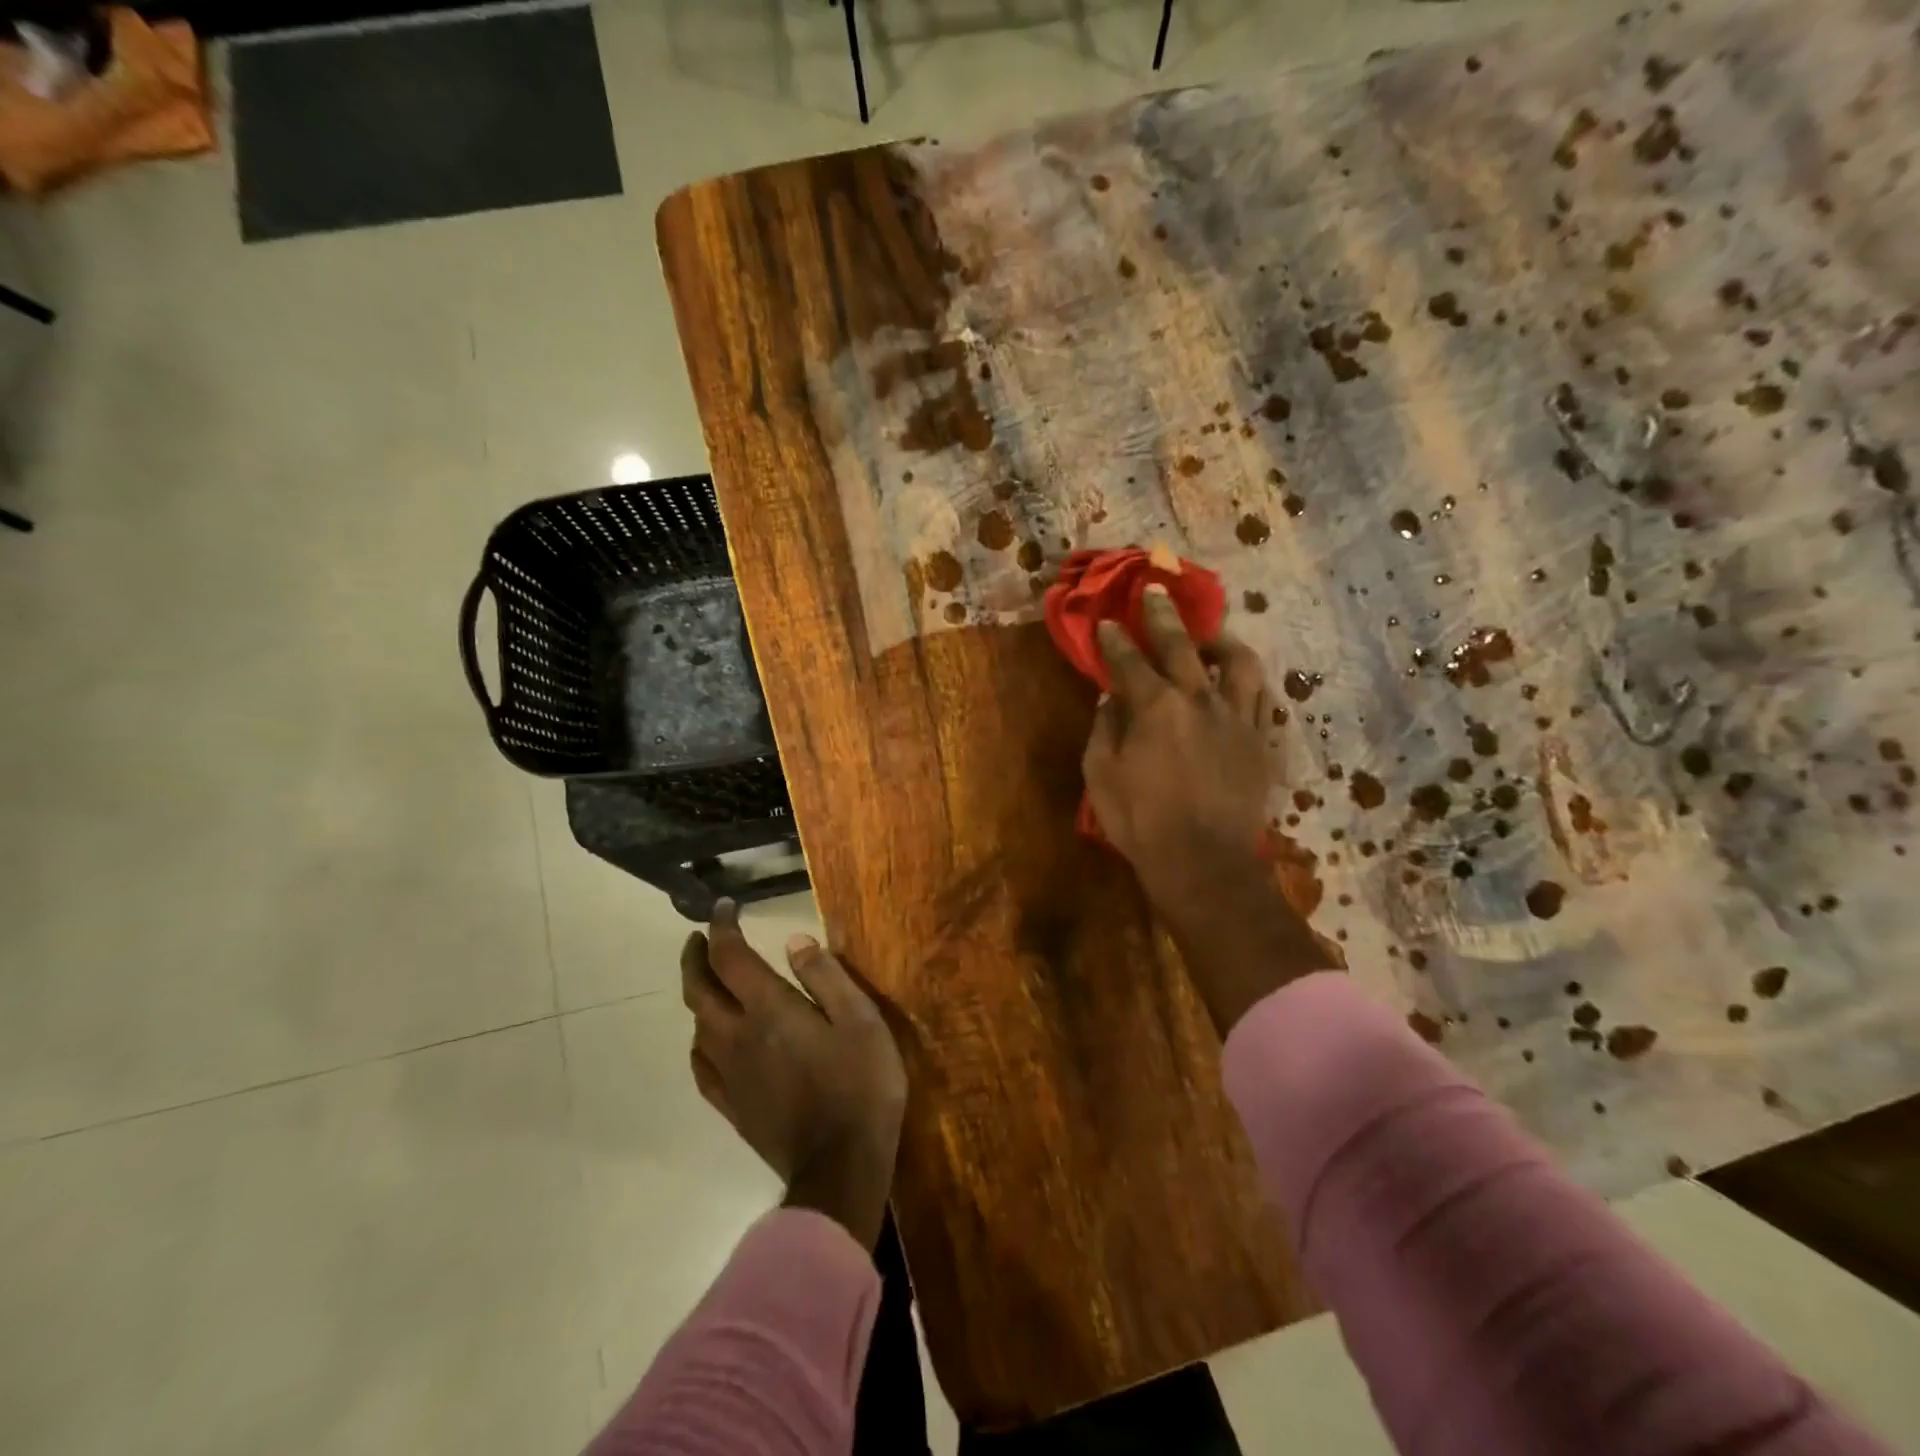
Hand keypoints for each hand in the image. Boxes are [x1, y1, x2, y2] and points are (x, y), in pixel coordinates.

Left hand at [681, 901, 906, 1248]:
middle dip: (695, 957)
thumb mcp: (860, 1019)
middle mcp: (738, 1036)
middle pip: (699, 989)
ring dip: (696, 994)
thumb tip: (794, 941)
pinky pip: (701, 1065)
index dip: (722, 927)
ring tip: (708, 980)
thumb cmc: (860, 1084)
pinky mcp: (732, 1106)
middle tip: (699, 937)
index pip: (730, 957)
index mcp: (769, 1010)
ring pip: (696, 1025)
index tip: (724, 907)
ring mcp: (730, 1074)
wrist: (841, 1166)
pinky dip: (698, 1041)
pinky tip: (707, 1040)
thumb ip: (826, 976)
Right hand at [1082, 585, 1272, 897]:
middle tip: (1154, 590)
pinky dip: (1249, 683)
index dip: (1114, 640)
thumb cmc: (1141, 822)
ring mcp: (1237, 718)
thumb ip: (1104, 730)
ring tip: (1210, 638)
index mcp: (1155, 707)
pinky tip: (1239, 683)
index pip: (1129, 661)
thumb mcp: (1101, 776)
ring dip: (1221, 641)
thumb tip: (1111, 700)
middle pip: (1181, 645)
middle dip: (1162, 614)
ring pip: (1239, 663)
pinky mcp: (1261, 741)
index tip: (1107, 622)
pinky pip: (1262, 699)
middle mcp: (1199, 700)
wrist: (1204, 863)